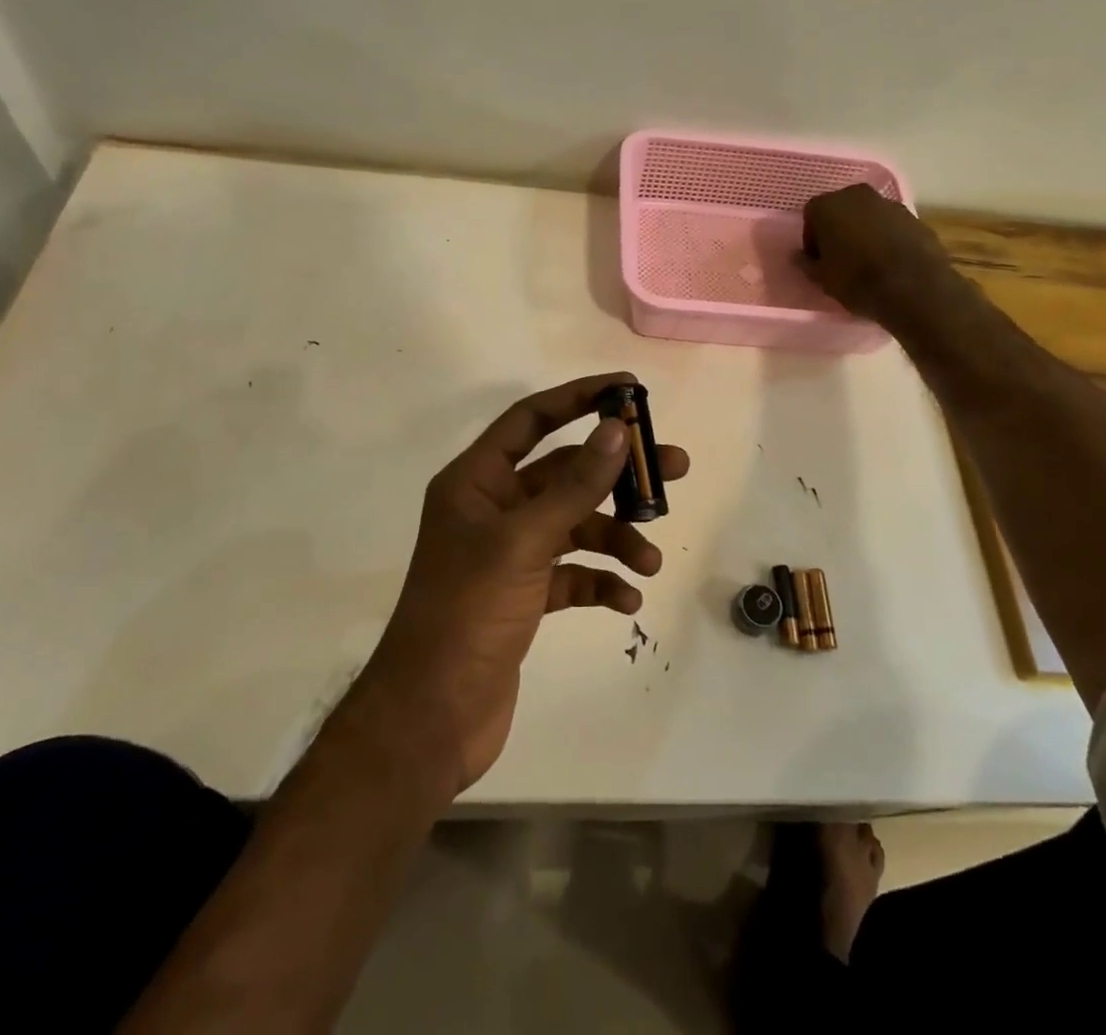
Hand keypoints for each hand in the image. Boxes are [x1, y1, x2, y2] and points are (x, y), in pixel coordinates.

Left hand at [359, 373, 688, 792]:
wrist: (431, 717)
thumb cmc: (467, 613)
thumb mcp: (523, 542)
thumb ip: (574, 486)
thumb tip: (615, 430)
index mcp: (476, 482)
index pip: (530, 420)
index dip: (578, 398)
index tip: (627, 390)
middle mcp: (492, 510)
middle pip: (564, 474)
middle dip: (616, 475)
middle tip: (673, 469)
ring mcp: (508, 554)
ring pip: (574, 526)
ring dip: (615, 538)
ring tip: (649, 561)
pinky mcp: (524, 595)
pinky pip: (572, 573)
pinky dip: (600, 581)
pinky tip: (626, 599)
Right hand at [801, 184, 953, 324]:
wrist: (913, 287)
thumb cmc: (856, 280)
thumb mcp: (822, 278)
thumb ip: (806, 264)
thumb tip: (798, 257)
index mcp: (828, 205)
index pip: (811, 216)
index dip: (812, 239)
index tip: (818, 259)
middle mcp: (857, 195)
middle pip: (840, 209)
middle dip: (837, 230)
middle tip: (839, 257)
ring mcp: (889, 203)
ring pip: (867, 216)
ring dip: (863, 232)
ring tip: (866, 261)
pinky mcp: (914, 217)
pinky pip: (890, 225)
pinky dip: (886, 237)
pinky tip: (888, 262)